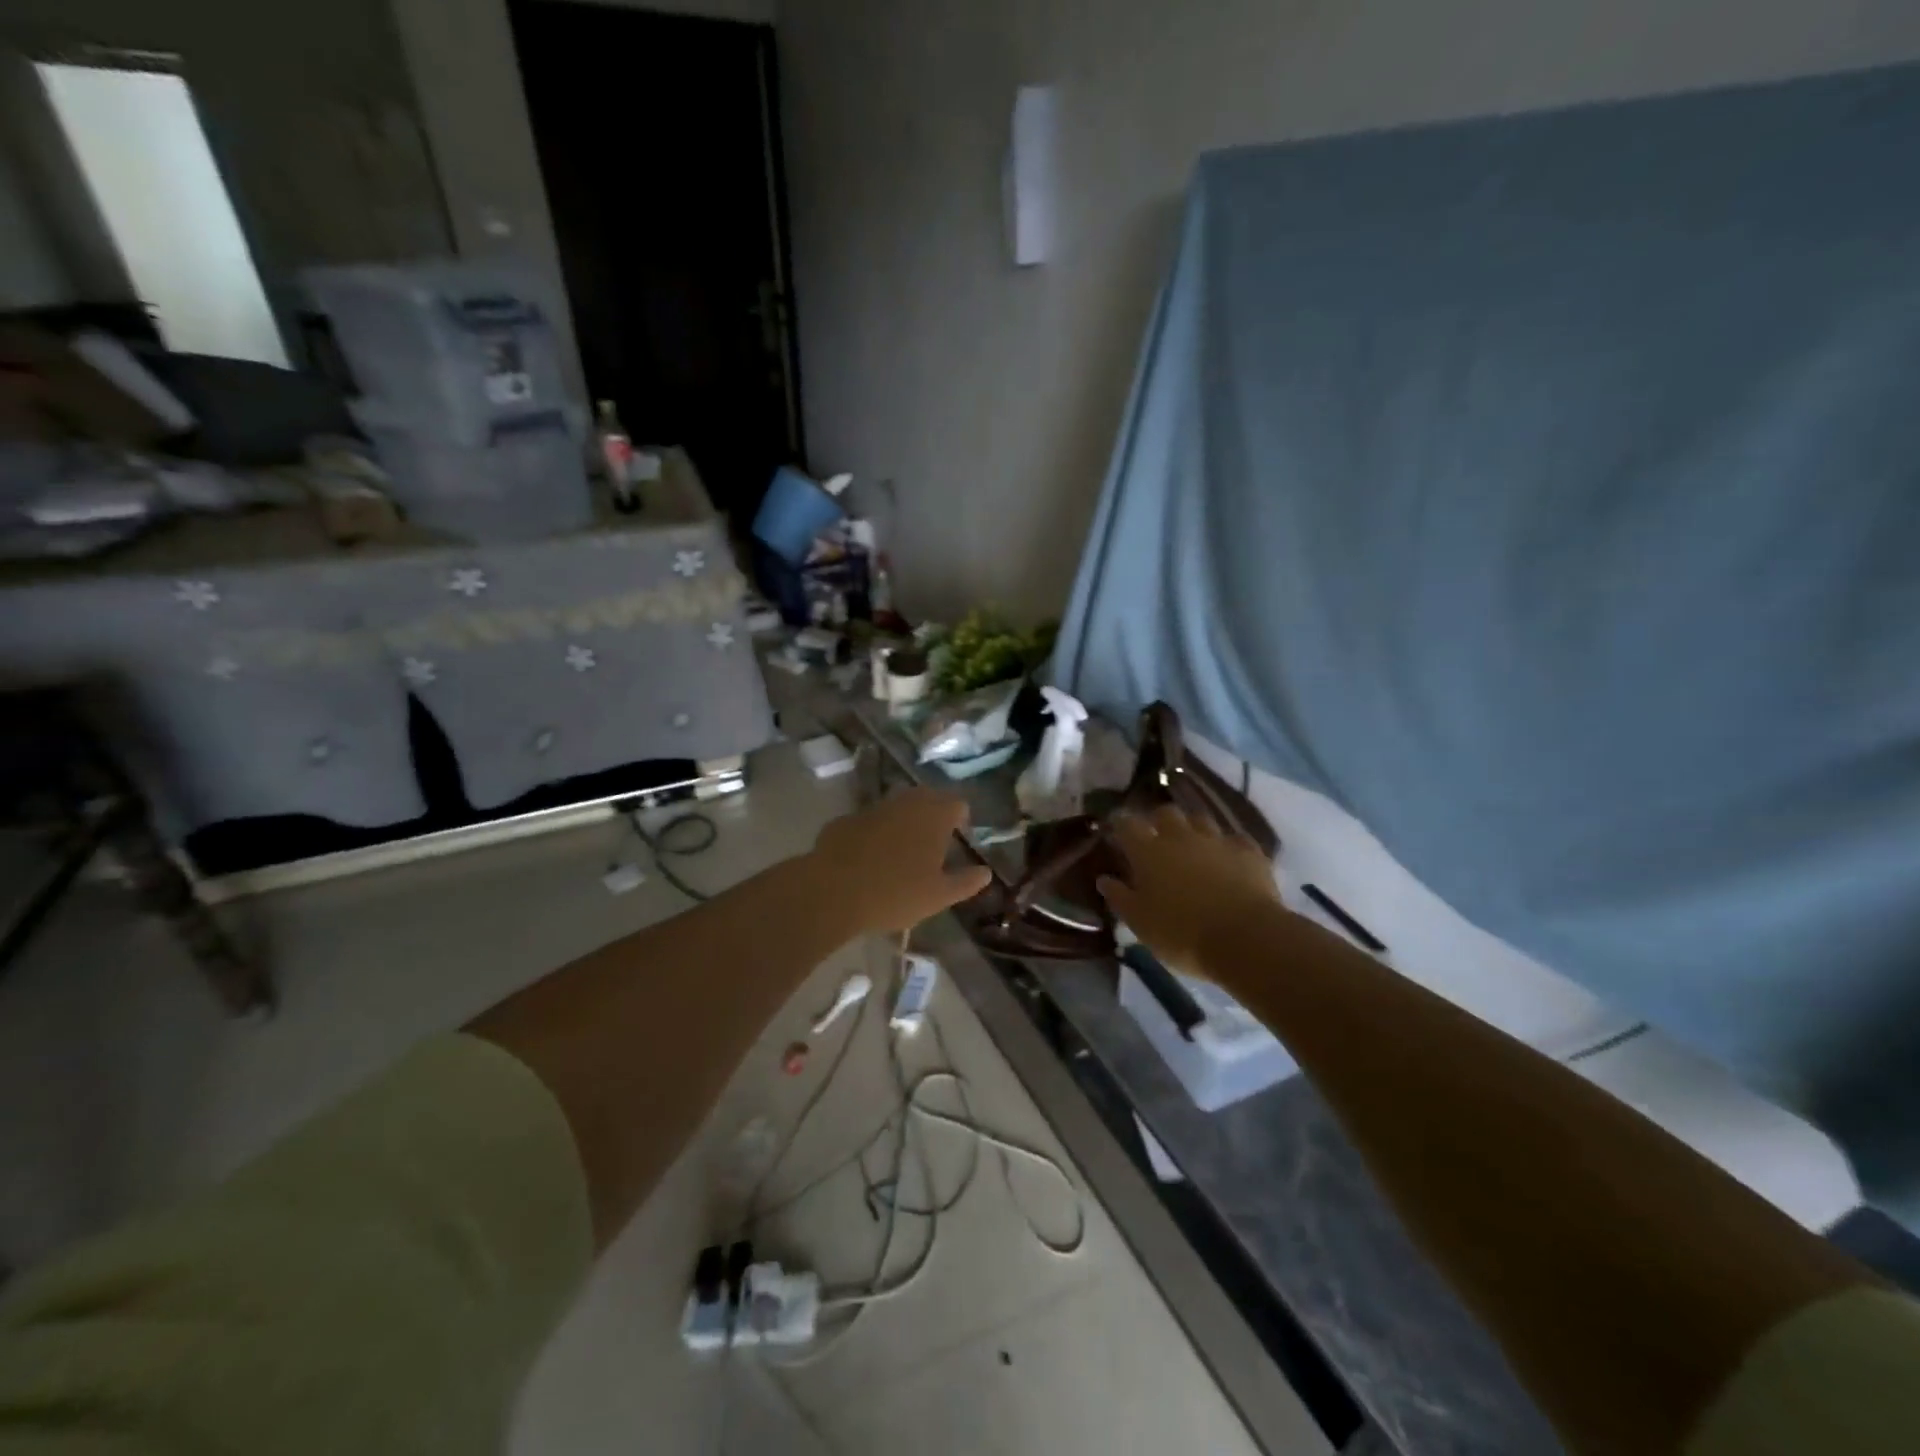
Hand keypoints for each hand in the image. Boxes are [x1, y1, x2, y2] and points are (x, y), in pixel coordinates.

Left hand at [813, 788, 992, 935]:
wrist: (832, 891)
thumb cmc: (895, 893)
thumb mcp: (938, 896)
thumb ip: (965, 882)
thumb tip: (985, 873)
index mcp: (934, 816)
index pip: (957, 804)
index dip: (960, 819)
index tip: (958, 837)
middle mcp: (905, 802)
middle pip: (927, 798)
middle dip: (933, 814)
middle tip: (934, 841)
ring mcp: (872, 808)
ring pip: (896, 807)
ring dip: (903, 821)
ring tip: (902, 850)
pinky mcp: (845, 820)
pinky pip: (869, 821)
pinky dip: (874, 832)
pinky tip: (869, 857)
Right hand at [1098, 805, 1281, 977]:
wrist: (1246, 938)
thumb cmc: (1182, 934)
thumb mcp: (1140, 923)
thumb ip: (1120, 898)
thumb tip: (1104, 879)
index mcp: (1148, 852)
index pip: (1127, 824)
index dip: (1120, 824)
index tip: (1116, 829)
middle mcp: (1180, 837)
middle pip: (1165, 813)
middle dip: (1158, 820)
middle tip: (1156, 837)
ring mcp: (1217, 840)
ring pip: (1200, 819)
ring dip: (1192, 828)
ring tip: (1192, 845)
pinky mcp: (1249, 851)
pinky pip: (1234, 839)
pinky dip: (1227, 846)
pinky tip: (1228, 859)